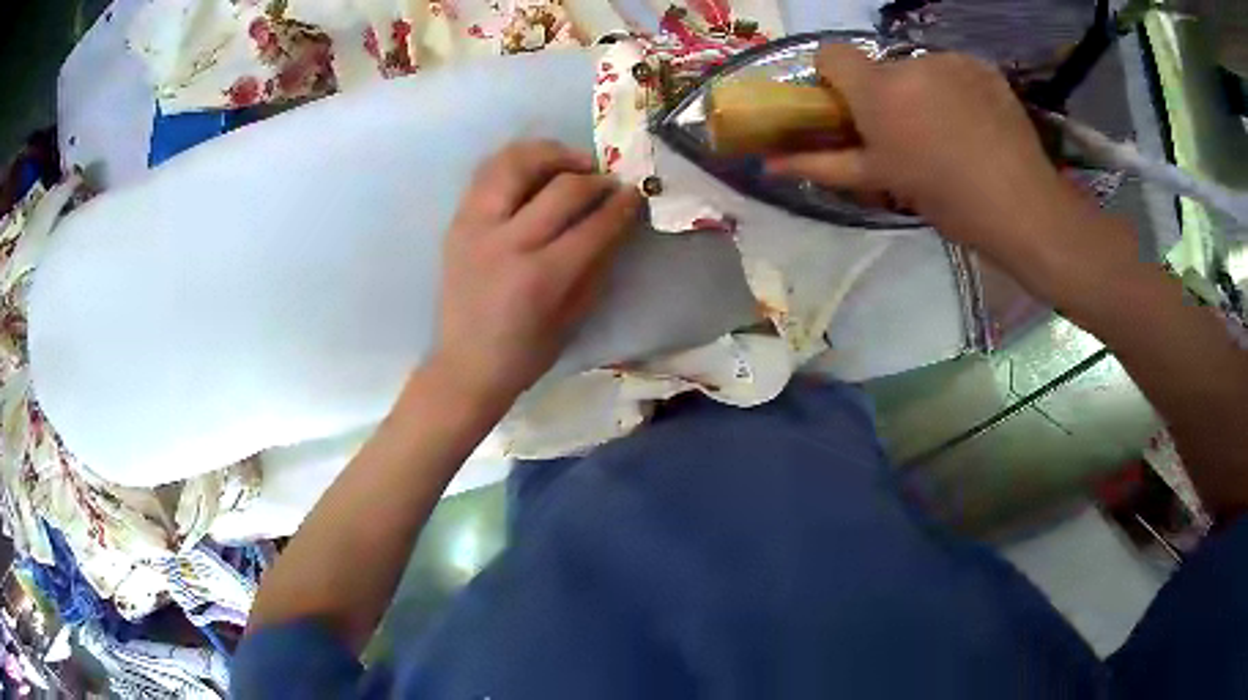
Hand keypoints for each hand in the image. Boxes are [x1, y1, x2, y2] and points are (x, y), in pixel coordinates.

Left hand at [430, 140, 641, 405]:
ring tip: (571, 163)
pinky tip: (536, 170)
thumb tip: (618, 220)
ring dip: (551, 154)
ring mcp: (475, 227)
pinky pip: (488, 172)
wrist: (465, 364)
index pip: (593, 225)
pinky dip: (517, 161)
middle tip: (608, 182)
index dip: (622, 205)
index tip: (636, 193)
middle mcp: (506, 243)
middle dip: (595, 178)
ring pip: (514, 163)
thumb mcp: (573, 317)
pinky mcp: (457, 222)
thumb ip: (598, 264)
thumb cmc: (526, 352)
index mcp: (540, 278)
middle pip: (561, 187)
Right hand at [768, 45, 1129, 285]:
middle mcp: (909, 62)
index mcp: (878, 90)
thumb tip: (770, 165)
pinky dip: (956, 89)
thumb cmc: (947, 199)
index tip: (851, 109)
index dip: (834, 78)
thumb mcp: (882, 182)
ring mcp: (950, 59)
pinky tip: (976, 122)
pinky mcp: (982, 65)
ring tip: (951, 132)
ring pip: (919, 69)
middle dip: (885, 93)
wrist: (1023, 205)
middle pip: (880, 67)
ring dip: (923, 91)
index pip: (830, 54)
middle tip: (909, 135)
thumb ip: (824, 164)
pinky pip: (954, 69)